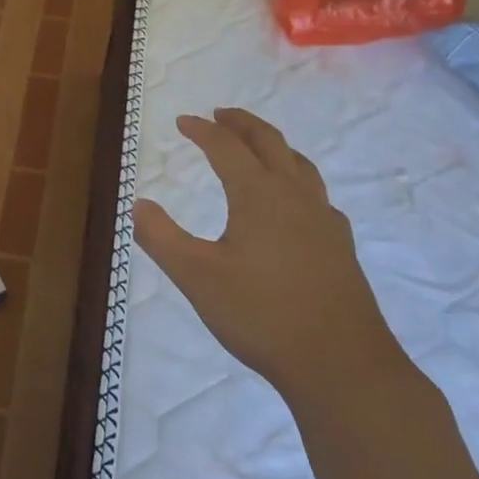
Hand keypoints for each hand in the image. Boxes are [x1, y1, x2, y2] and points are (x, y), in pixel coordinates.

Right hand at [133, 108, 408, 405]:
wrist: (341, 364)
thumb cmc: (261, 315)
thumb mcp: (196, 277)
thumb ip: (161, 237)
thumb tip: (137, 203)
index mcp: (259, 195)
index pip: (226, 147)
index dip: (202, 130)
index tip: (182, 121)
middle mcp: (295, 196)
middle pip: (269, 142)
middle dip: (242, 124)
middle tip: (220, 115)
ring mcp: (324, 220)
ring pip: (299, 164)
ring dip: (273, 145)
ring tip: (257, 147)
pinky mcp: (340, 246)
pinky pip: (316, 194)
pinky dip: (297, 179)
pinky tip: (294, 203)